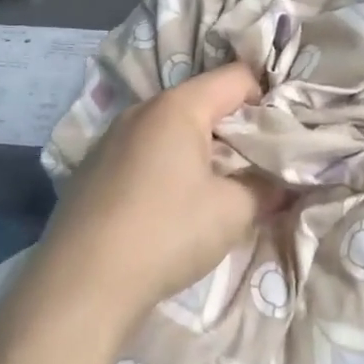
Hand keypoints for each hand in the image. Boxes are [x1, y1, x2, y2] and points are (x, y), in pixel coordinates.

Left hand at [16, 63, 282, 343]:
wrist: (80, 286)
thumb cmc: (166, 233)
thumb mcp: (232, 212)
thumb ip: (265, 189)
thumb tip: (282, 185)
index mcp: (178, 106)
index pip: (237, 76)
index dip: (267, 100)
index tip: (281, 137)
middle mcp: (142, 109)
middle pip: (203, 101)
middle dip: (234, 128)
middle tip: (255, 165)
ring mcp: (111, 138)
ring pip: (171, 127)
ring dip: (199, 149)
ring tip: (215, 188)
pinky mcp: (92, 168)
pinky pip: (143, 151)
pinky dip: (167, 166)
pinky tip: (169, 206)